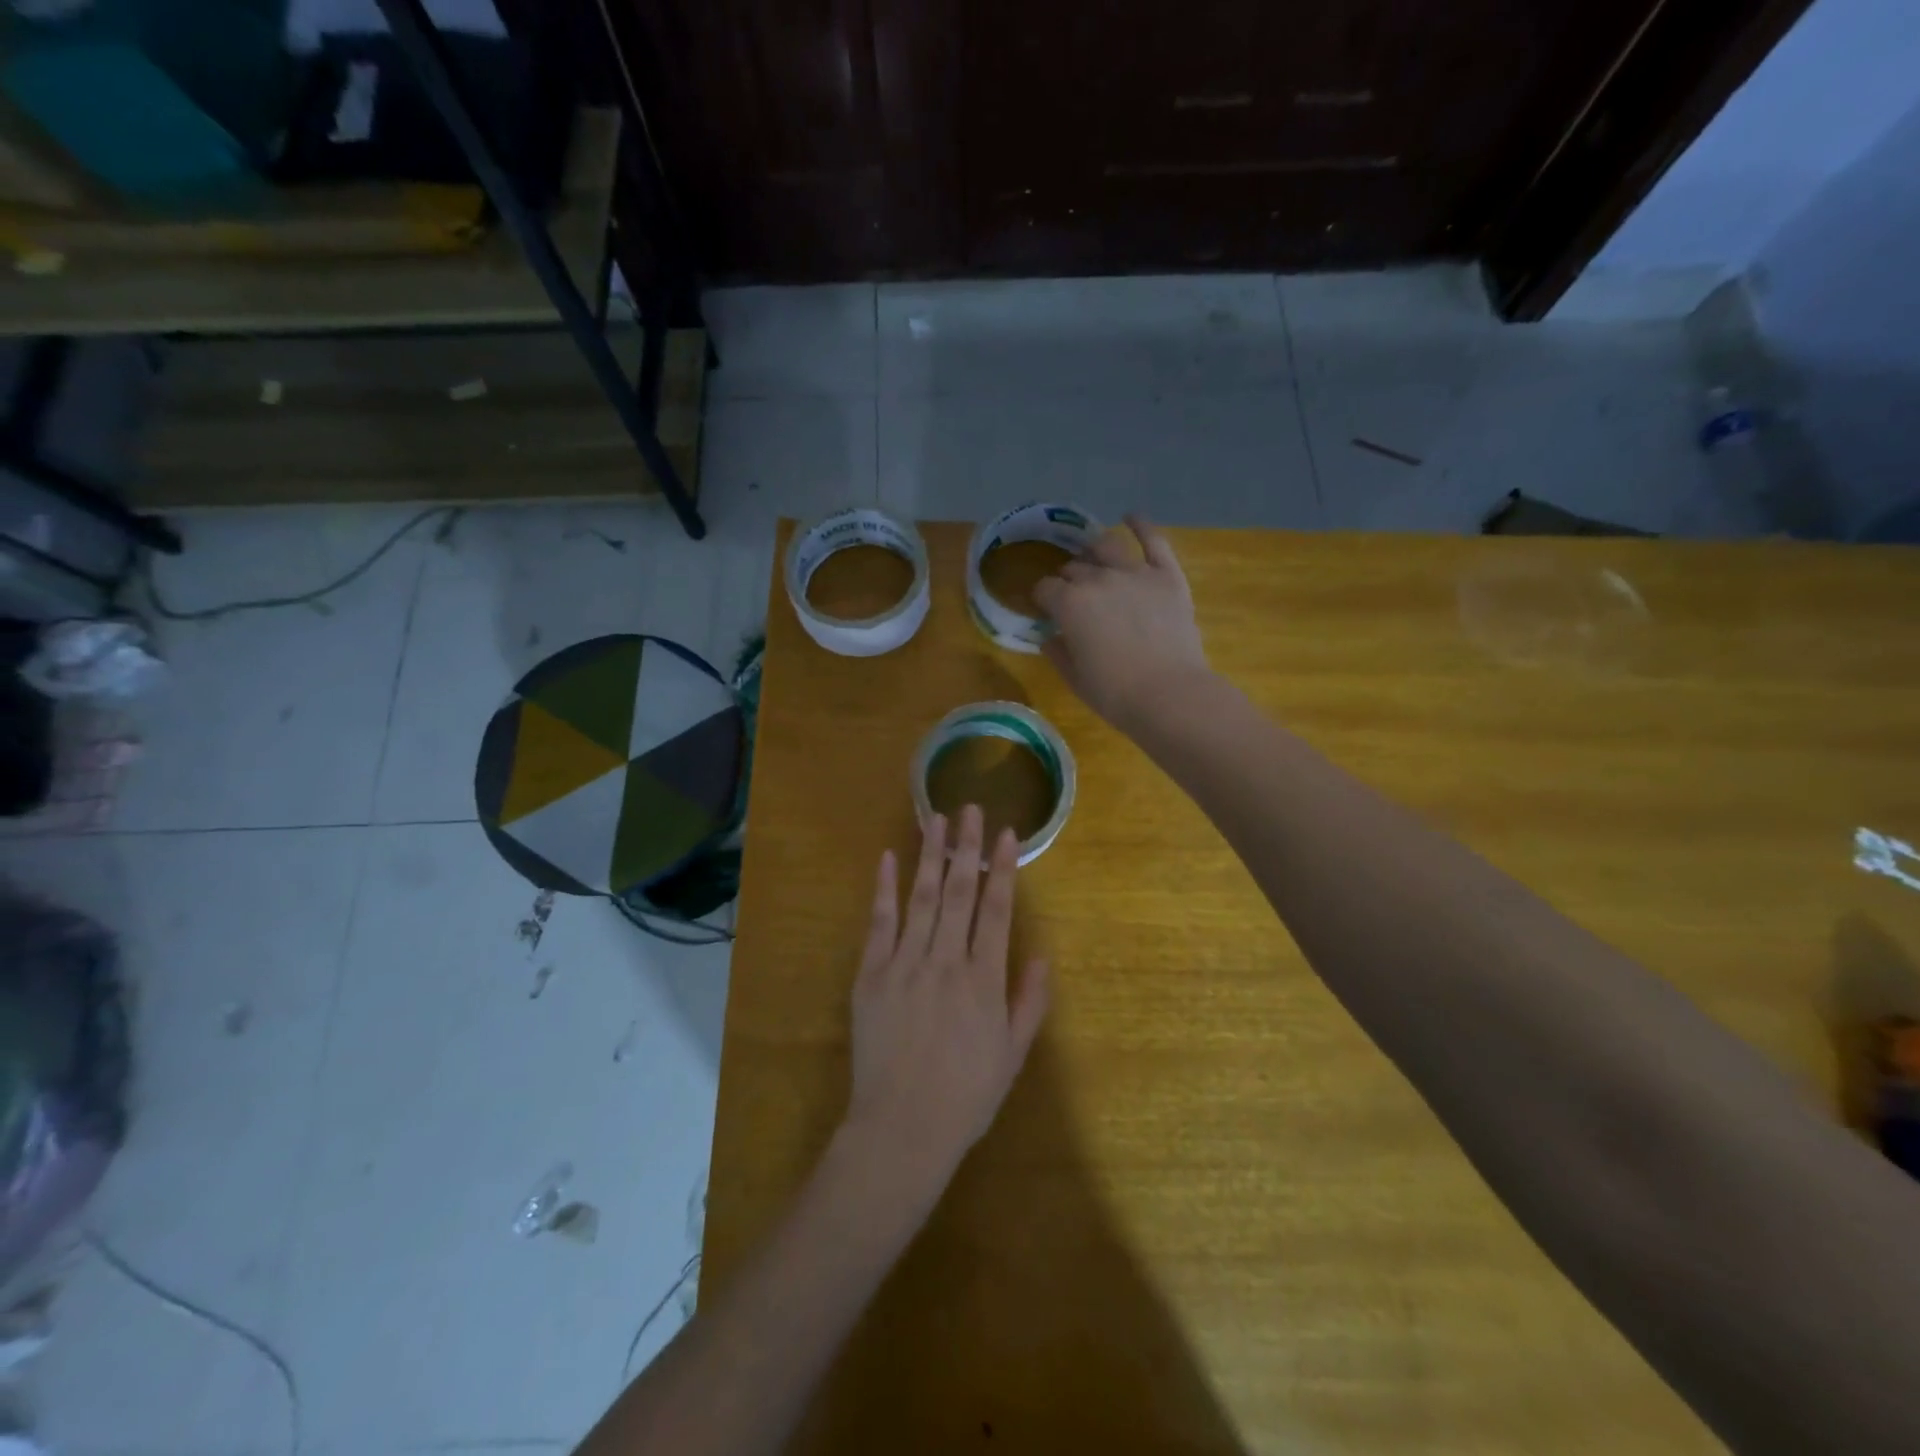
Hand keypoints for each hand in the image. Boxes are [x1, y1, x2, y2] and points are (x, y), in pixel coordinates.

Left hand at [843, 806, 1049, 1188]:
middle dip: (965, 846)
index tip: (1007, 833)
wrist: (902, 1128)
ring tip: (935, 818)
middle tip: (968, 807)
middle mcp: (946, 960)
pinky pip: (880, 923)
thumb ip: (1030, 1001)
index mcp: (984, 979)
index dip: (1003, 867)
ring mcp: (905, 963)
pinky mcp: (871, 974)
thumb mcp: (1013, 1054)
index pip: (997, 909)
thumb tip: (1041, 953)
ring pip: (922, 897)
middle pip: (959, 891)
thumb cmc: (966, 1095)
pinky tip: (889, 858)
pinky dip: (884, 888)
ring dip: (930, 855)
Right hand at [1031, 514, 1209, 731]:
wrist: (1168, 694)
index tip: (1045, 609)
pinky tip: (1131, 517)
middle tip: (1072, 594)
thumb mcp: (1074, 677)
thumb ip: (1058, 652)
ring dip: (1094, 550)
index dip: (1042, 598)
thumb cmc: (1114, 694)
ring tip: (1092, 556)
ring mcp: (1135, 573)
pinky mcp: (1167, 576)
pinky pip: (1154, 541)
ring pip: (1106, 546)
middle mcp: (1098, 579)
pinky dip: (1141, 525)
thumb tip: (1050, 638)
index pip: (1045, 588)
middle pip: (1075, 568)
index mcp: (1069, 604)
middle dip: (1068, 579)